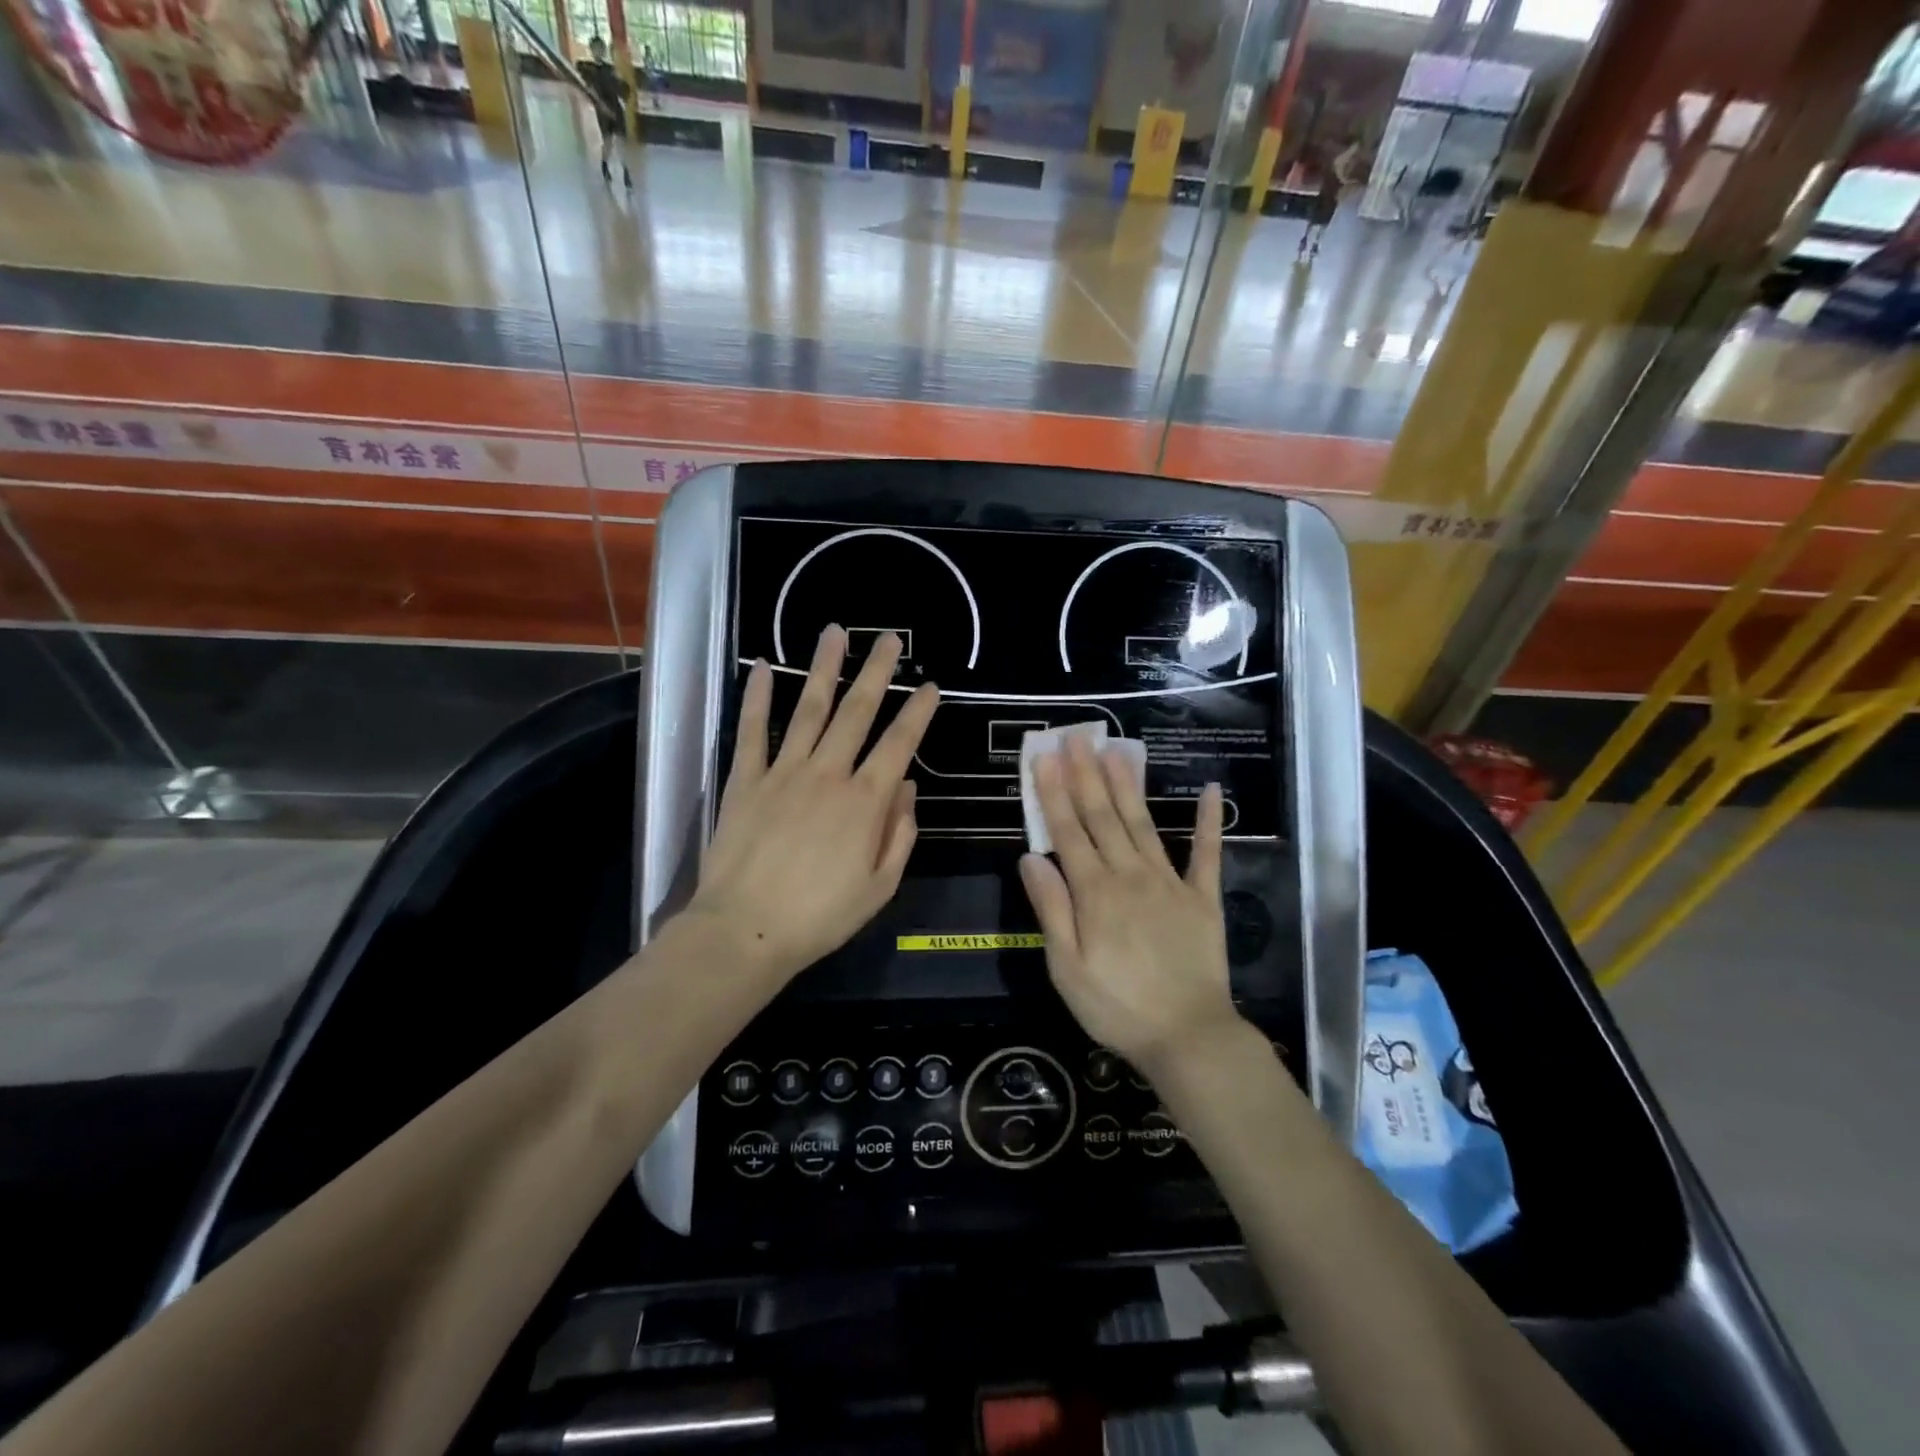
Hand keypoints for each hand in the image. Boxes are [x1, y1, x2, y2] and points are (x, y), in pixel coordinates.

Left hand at [684, 626, 937, 984]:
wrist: (746, 929)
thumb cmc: (821, 916)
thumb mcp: (880, 886)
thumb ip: (900, 834)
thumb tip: (907, 788)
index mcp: (866, 801)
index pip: (900, 744)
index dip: (918, 712)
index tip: (930, 686)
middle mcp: (829, 774)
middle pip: (857, 712)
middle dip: (877, 672)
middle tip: (890, 639)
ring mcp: (784, 771)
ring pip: (810, 709)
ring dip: (824, 669)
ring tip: (836, 633)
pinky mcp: (746, 779)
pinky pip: (753, 731)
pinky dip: (759, 697)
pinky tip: (764, 667)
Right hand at [1018, 735, 1241, 1073]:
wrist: (1188, 1037)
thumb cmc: (1116, 1007)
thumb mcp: (1066, 968)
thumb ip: (1050, 909)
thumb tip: (1030, 857)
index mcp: (1094, 893)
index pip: (1068, 832)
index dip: (1054, 793)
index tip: (1044, 757)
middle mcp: (1130, 875)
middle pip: (1103, 817)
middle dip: (1086, 774)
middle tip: (1076, 736)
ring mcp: (1170, 882)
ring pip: (1143, 823)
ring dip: (1128, 784)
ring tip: (1116, 749)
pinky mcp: (1203, 897)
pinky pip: (1207, 853)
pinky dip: (1208, 821)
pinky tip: (1210, 789)